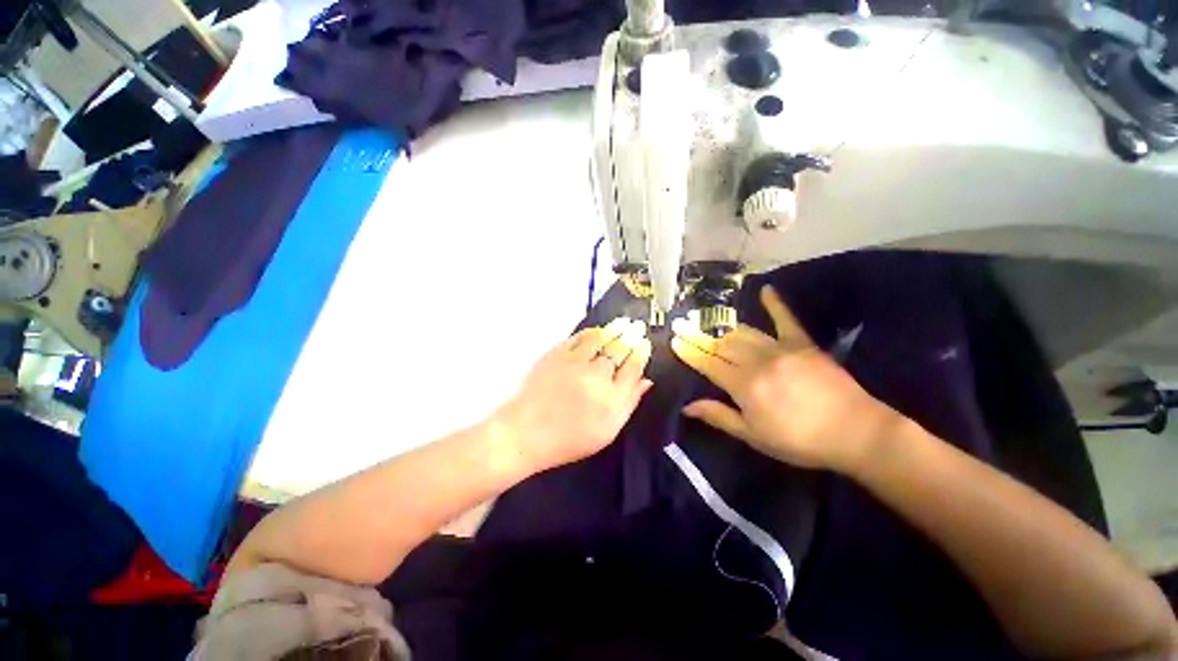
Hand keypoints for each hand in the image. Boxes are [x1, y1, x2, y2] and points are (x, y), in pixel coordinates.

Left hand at [496, 317, 652, 472]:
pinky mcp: (556, 355)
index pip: (633, 368)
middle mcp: (596, 377)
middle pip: (618, 351)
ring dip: (614, 329)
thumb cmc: (569, 439)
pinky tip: (598, 330)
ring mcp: (575, 363)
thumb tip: (646, 380)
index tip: (645, 344)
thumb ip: (629, 404)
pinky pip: (578, 337)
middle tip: (638, 327)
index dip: (641, 353)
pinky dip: (591, 332)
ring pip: (600, 339)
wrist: (526, 433)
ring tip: (623, 323)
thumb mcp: (607, 432)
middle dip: (631, 337)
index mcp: (611, 398)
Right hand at [671, 285, 900, 472]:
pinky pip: (786, 319)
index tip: (674, 341)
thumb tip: (687, 406)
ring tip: (711, 326)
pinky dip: (775, 304)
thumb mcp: (753, 436)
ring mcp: (781, 348)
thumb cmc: (799, 440)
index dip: (689, 352)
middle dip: (700, 337)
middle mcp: (757, 361)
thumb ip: (719, 416)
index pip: (708, 363)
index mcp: (743, 385)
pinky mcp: (803, 343)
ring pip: (744, 333)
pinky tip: (766, 289)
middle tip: (684, 327)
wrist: (856, 432)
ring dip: (725, 330)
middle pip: (722, 345)